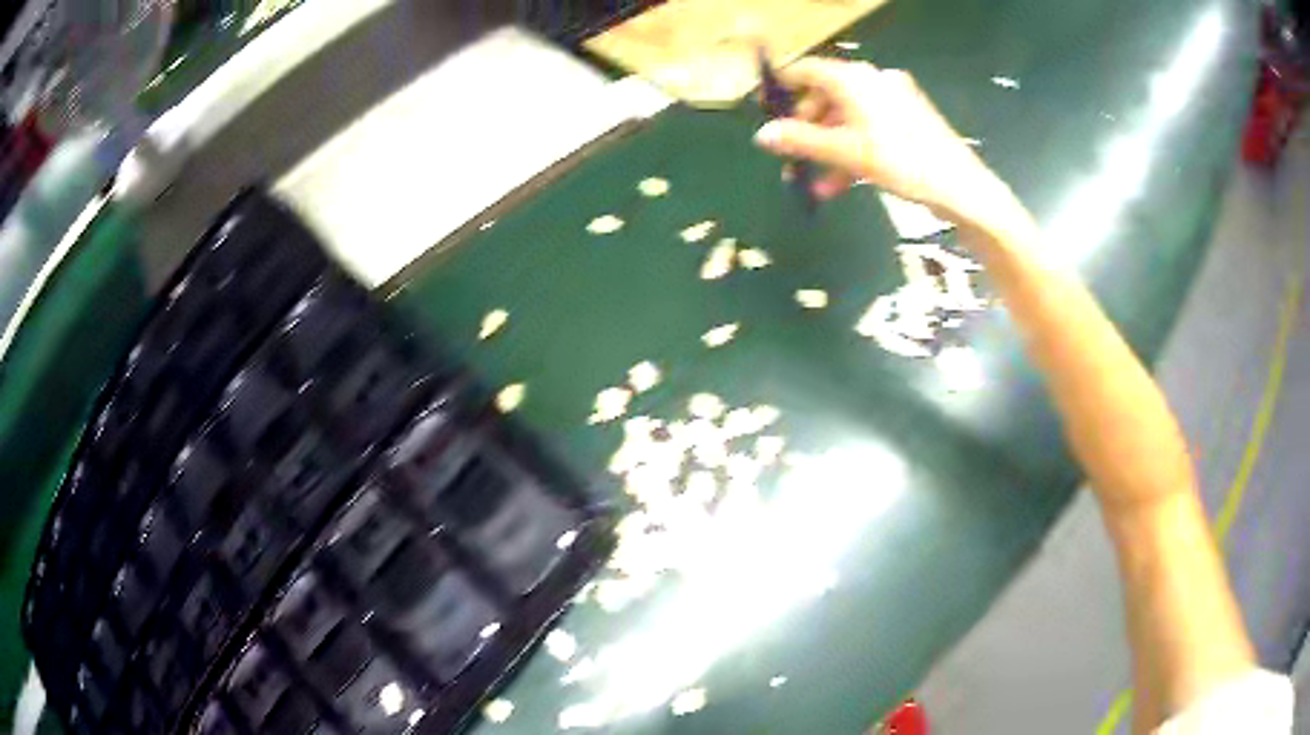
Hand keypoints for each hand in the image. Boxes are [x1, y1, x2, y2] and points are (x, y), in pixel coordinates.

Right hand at [754, 58, 1023, 237]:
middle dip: (806, 129)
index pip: (808, 70)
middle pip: (826, 97)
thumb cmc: (902, 161)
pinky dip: (852, 151)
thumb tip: (762, 136)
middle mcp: (873, 81)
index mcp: (855, 79)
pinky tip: (841, 183)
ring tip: (814, 183)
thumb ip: (801, 141)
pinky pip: (869, 129)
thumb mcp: (846, 152)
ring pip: (847, 118)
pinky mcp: (909, 120)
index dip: (783, 87)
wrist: (961, 187)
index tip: (765, 107)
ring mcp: (894, 100)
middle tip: (792, 157)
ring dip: (827, 148)